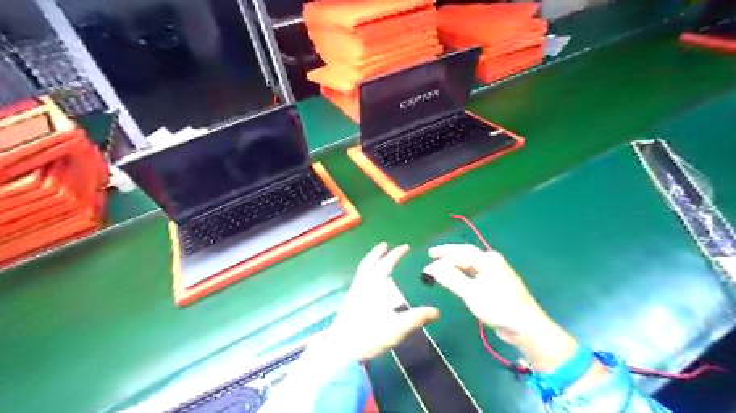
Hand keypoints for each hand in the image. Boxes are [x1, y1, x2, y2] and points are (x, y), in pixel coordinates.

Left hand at [326, 242, 435, 360]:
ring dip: (370, 262)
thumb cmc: (369, 337)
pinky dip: (365, 274)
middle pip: (369, 264)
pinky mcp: (348, 304)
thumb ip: (416, 318)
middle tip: (384, 244)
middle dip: (377, 253)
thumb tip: (436, 311)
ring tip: (377, 260)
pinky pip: (359, 281)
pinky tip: (368, 283)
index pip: (386, 264)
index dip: (396, 254)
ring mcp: (353, 294)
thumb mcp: (397, 328)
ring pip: (361, 272)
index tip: (405, 246)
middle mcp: (361, 286)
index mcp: (373, 287)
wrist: (340, 352)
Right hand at [423, 241, 577, 370]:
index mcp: (488, 260)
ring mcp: (495, 273)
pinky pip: (475, 274)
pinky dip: (463, 274)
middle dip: (448, 254)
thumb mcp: (471, 293)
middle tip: (431, 254)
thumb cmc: (499, 307)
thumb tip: (432, 268)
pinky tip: (456, 278)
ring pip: (470, 264)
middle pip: (466, 254)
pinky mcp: (496, 285)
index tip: (427, 269)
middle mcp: (492, 262)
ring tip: (440, 266)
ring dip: (455, 265)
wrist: (526, 327)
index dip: (442, 259)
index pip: (460, 253)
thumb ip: (451, 278)